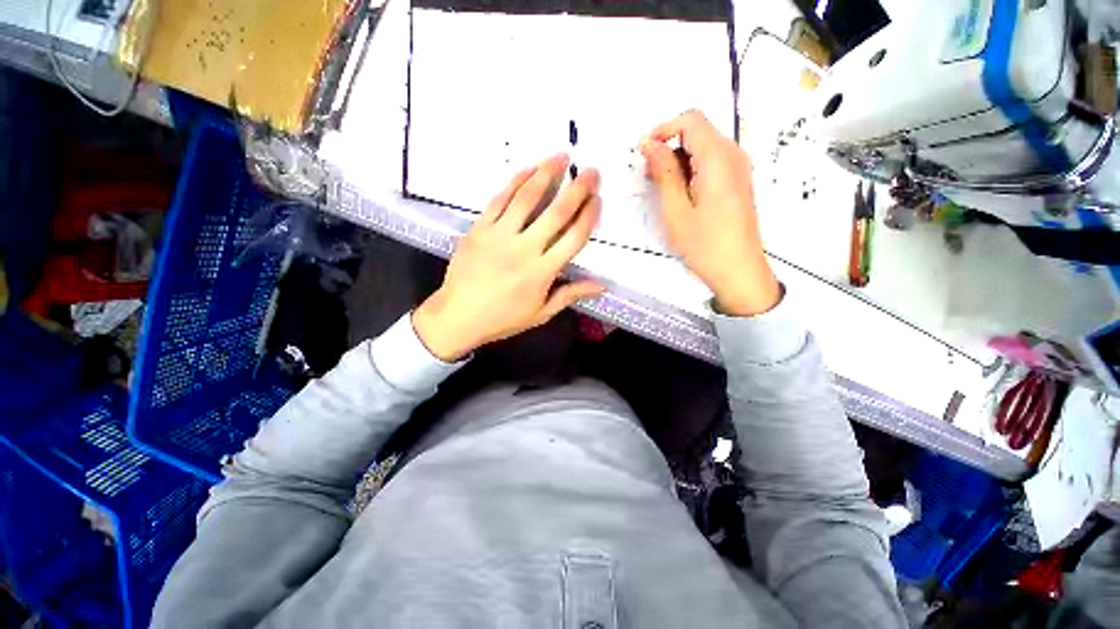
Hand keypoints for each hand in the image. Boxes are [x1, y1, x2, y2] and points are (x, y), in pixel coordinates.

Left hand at [413, 155, 602, 361]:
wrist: (458, 316)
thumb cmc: (503, 318)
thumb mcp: (541, 313)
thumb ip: (570, 295)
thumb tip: (601, 286)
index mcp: (543, 272)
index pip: (573, 238)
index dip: (588, 216)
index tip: (597, 199)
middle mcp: (525, 249)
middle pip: (556, 213)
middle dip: (577, 189)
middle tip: (591, 171)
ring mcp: (500, 235)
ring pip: (527, 198)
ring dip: (546, 174)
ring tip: (561, 156)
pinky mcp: (479, 228)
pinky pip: (499, 200)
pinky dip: (515, 182)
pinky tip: (528, 169)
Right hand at [640, 110, 779, 316]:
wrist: (739, 271)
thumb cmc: (704, 244)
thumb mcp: (676, 209)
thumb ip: (664, 171)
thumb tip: (648, 143)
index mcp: (718, 157)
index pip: (690, 120)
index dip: (662, 129)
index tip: (642, 153)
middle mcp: (733, 154)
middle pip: (697, 132)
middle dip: (668, 147)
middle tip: (648, 178)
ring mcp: (738, 168)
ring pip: (703, 148)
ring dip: (677, 161)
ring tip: (661, 191)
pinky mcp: (737, 182)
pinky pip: (711, 163)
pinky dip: (690, 171)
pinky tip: (679, 196)